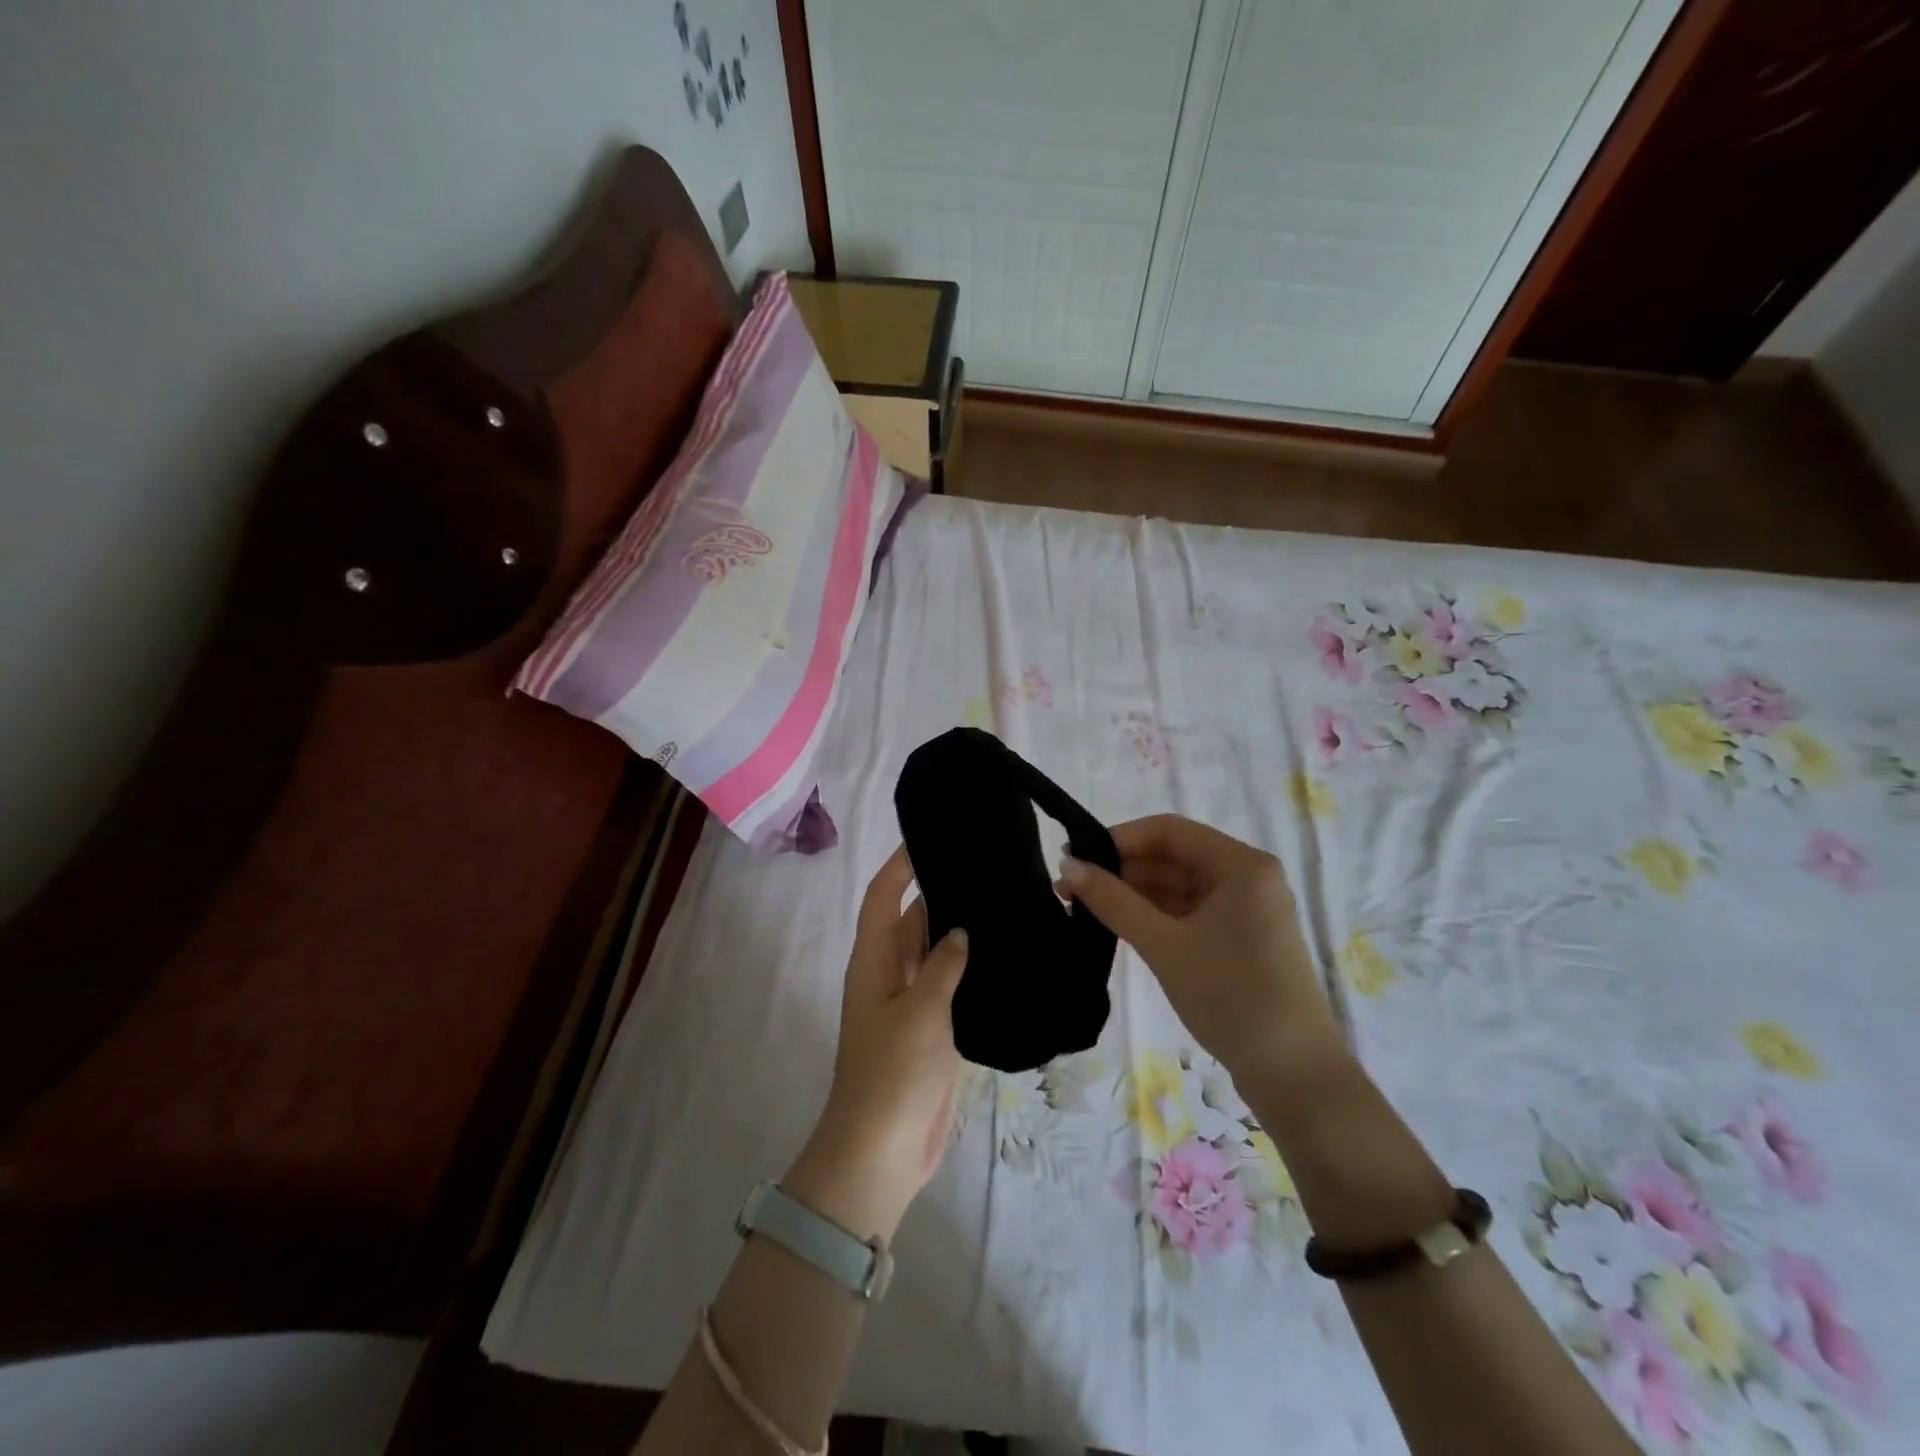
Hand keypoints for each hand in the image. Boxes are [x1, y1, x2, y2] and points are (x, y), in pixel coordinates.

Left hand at [786, 846, 967, 1243]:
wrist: (883, 1153)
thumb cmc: (892, 1074)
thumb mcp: (919, 1011)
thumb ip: (942, 964)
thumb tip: (961, 930)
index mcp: (873, 962)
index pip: (883, 898)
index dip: (900, 866)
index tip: (929, 837)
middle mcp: (890, 975)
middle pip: (913, 921)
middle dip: (940, 893)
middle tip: (985, 867)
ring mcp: (912, 1004)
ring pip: (936, 954)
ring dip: (959, 932)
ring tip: (1003, 902)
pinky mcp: (933, 1031)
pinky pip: (951, 987)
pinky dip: (971, 970)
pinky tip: (1005, 957)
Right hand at [1060, 814, 1348, 1092]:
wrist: (1294, 1075)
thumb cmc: (1230, 995)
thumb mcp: (1164, 944)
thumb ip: (1113, 901)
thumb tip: (1068, 865)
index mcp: (1241, 864)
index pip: (1168, 831)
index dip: (1118, 839)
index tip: (1075, 856)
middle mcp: (1247, 877)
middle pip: (1173, 857)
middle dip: (1122, 870)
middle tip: (1069, 887)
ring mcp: (1246, 910)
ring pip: (1179, 887)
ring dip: (1134, 895)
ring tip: (1083, 907)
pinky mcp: (1240, 940)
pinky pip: (1189, 913)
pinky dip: (1155, 916)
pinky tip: (1118, 925)